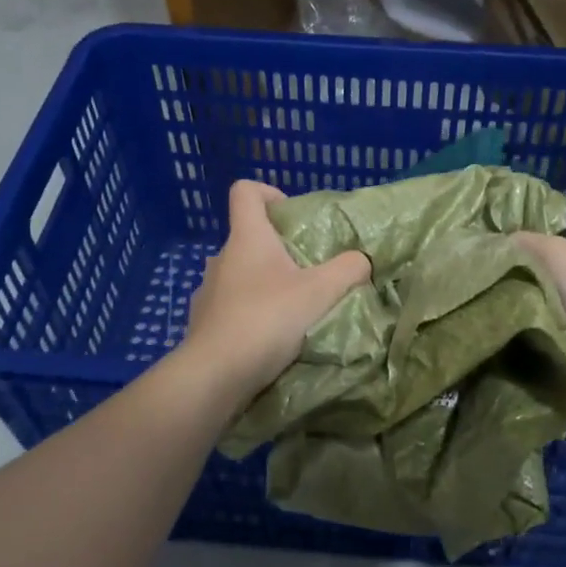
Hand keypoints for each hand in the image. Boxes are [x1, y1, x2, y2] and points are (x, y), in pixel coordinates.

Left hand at [183, 181, 371, 398]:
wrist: (215, 375)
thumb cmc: (267, 320)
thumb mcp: (320, 292)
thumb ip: (349, 269)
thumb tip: (363, 260)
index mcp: (246, 238)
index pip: (245, 192)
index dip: (268, 192)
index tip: (292, 214)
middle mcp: (221, 258)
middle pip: (249, 238)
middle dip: (279, 250)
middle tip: (309, 272)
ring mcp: (208, 292)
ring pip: (240, 276)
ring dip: (265, 285)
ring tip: (292, 310)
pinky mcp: (203, 324)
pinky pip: (231, 308)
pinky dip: (250, 314)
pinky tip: (269, 338)